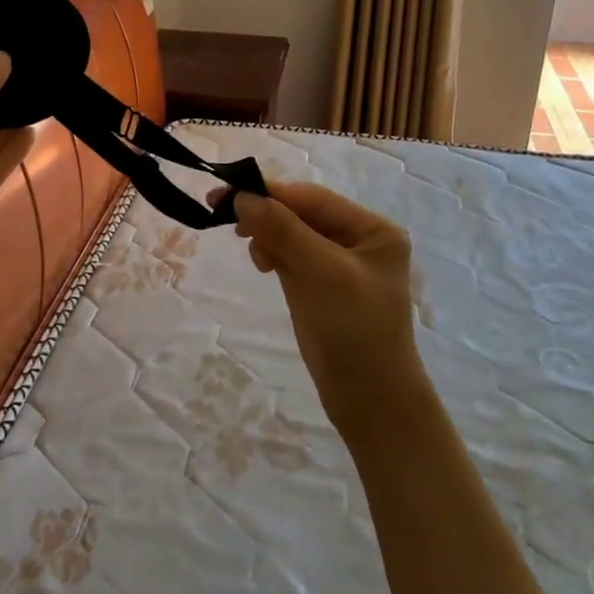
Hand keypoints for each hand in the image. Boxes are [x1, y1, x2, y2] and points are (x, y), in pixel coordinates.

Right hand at [228, 181, 424, 432]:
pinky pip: (289, 255)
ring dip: (266, 234)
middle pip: (301, 213)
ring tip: (254, 254)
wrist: (369, 400)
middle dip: (265, 213)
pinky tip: (262, 263)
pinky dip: (271, 252)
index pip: (313, 198)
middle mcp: (357, 239)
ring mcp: (337, 263)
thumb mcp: (322, 272)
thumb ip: (283, 230)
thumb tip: (242, 196)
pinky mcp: (318, 285)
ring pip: (291, 233)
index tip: (226, 192)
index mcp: (372, 229)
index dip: (270, 193)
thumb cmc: (355, 330)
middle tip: (220, 213)